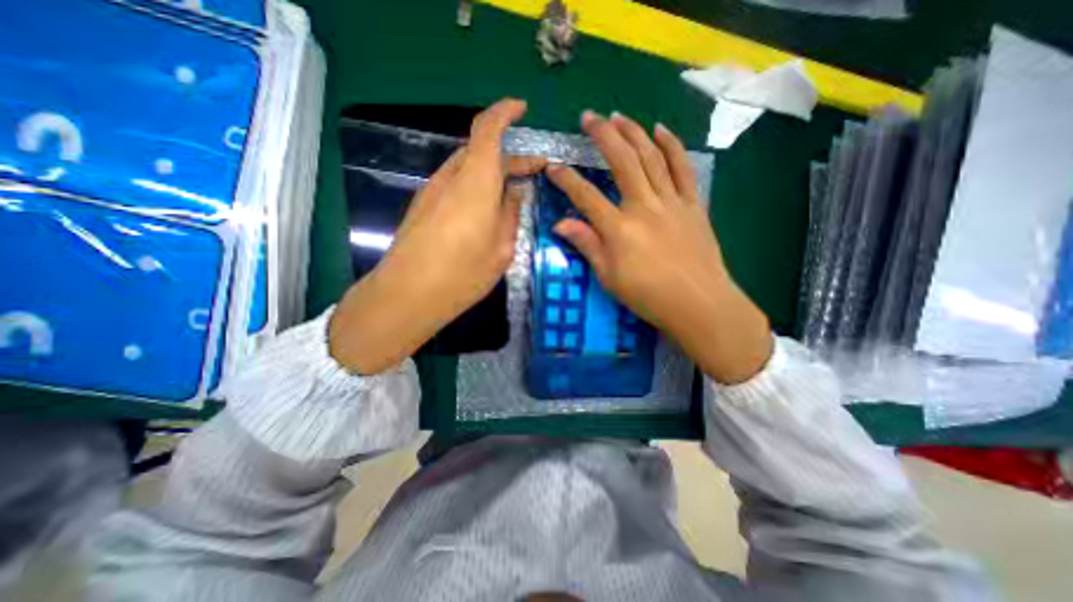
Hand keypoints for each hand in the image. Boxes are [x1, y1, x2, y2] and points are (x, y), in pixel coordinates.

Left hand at [331, 97, 546, 372]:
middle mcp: (451, 178)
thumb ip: (510, 215)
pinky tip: (487, 209)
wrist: (408, 294)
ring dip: (493, 173)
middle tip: (535, 171)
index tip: (521, 109)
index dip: (504, 112)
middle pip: (480, 151)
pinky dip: (476, 187)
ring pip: (468, 169)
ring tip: (514, 192)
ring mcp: (433, 192)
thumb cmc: (462, 274)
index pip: (487, 129)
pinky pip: (456, 186)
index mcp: (475, 182)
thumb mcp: (501, 249)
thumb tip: (514, 194)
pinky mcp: (424, 207)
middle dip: (510, 156)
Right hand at [548, 111, 766, 381]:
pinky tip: (661, 130)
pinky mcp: (692, 204)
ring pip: (651, 157)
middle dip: (603, 135)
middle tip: (589, 117)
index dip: (567, 180)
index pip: (586, 196)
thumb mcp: (609, 277)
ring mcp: (671, 202)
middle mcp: (644, 207)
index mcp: (619, 229)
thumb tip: (560, 224)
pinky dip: (672, 146)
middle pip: (621, 161)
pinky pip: (682, 168)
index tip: (553, 166)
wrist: (698, 303)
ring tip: (619, 116)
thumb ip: (587, 245)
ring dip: (634, 132)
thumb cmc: (648, 296)